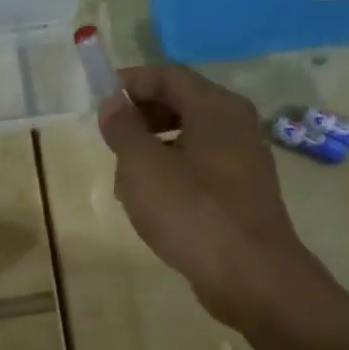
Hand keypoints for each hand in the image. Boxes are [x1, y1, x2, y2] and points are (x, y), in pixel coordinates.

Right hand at [97, 66, 312, 321]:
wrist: (249, 274)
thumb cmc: (191, 211)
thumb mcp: (142, 166)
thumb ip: (123, 129)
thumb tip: (114, 102)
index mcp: (215, 107)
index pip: (168, 75)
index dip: (131, 82)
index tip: (99, 100)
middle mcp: (235, 124)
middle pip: (181, 102)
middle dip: (141, 115)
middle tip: (111, 140)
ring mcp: (243, 159)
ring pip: (189, 137)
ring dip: (153, 147)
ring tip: (125, 178)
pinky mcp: (241, 191)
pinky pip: (200, 166)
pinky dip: (172, 171)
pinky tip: (153, 203)